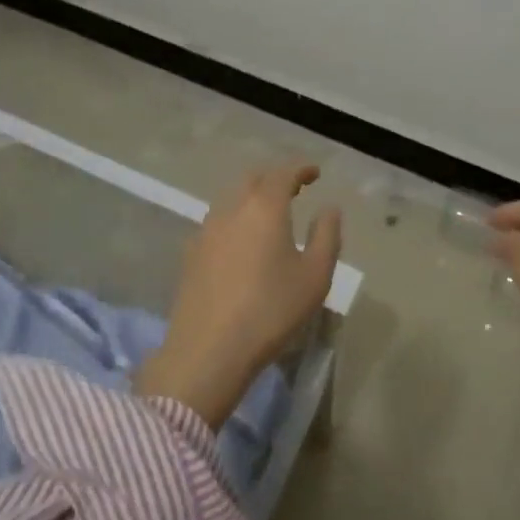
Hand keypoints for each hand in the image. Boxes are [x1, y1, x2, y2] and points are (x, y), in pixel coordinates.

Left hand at [135, 162, 342, 429]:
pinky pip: (216, 223)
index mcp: (264, 207)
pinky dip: (234, 220)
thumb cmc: (271, 311)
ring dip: (251, 198)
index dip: (301, 168)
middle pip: (253, 179)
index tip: (315, 173)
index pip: (283, 173)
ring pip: (230, 199)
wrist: (208, 351)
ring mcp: (205, 230)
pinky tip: (240, 242)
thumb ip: (326, 235)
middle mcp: (231, 208)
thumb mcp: (315, 276)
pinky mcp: (190, 254)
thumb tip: (329, 208)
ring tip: (268, 215)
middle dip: (274, 179)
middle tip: (294, 190)